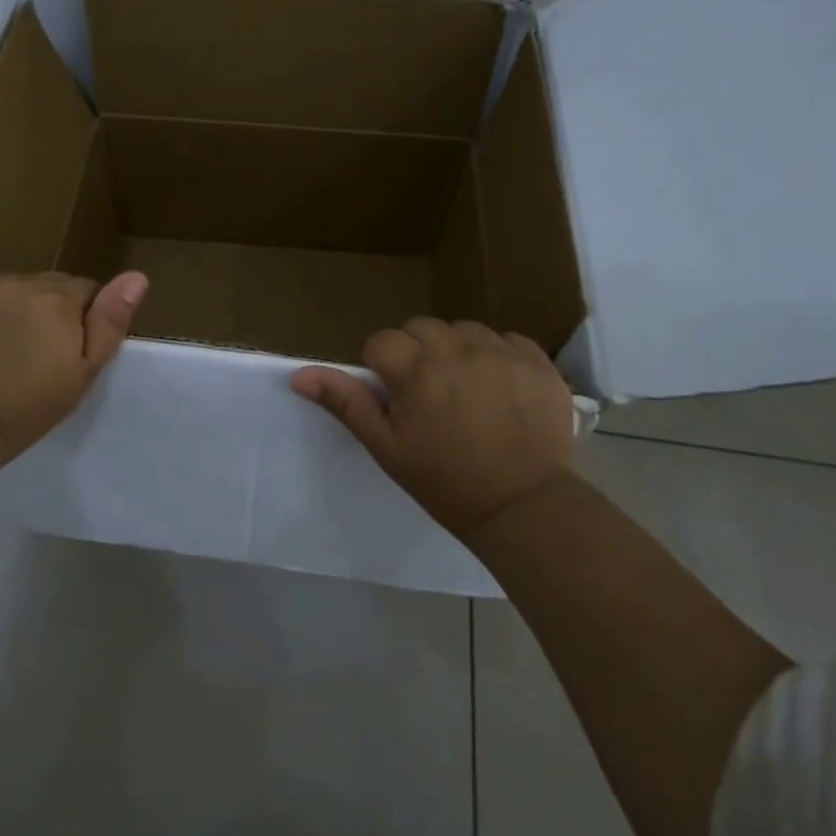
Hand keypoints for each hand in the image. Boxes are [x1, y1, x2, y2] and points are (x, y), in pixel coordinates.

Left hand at [0, 271, 148, 468]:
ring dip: (16, 308)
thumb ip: (110, 321)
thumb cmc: (30, 405)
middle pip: (49, 286)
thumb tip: (137, 276)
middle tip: (38, 352)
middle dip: (50, 310)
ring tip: (5, 348)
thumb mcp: (84, 372)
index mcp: (60, 298)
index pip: (87, 290)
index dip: (83, 319)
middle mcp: (21, 282)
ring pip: (13, 289)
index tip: (70, 350)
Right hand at [292, 319, 577, 545]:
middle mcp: (458, 350)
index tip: (397, 399)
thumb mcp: (387, 447)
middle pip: (421, 328)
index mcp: (417, 371)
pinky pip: (506, 339)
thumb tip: (298, 375)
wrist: (523, 507)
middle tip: (429, 395)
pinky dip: (498, 356)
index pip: (382, 342)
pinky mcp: (537, 361)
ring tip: (467, 390)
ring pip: (463, 330)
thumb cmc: (445, 481)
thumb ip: (346, 403)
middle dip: (417, 354)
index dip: (383, 368)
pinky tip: (500, 388)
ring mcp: (501, 352)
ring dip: (457, 351)